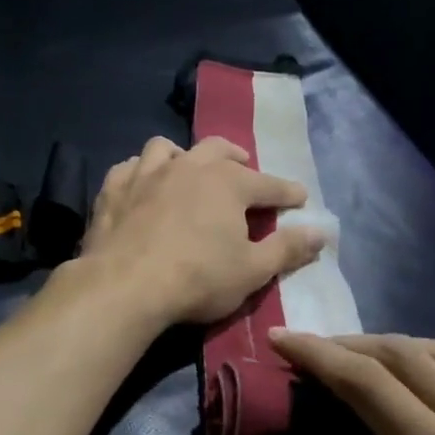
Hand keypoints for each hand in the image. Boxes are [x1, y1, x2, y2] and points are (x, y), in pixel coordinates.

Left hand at [78, 136, 324, 327]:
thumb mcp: (252, 271)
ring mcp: (146, 174)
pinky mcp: (113, 189)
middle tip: (243, 168)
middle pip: (217, 150)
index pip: (267, 184)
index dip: (286, 192)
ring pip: (167, 149)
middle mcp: (188, 167)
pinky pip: (129, 167)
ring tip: (188, 169)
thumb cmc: (197, 279)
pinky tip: (142, 184)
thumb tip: (321, 232)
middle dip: (235, 158)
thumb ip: (287, 249)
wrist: (124, 286)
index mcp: (227, 183)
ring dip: (183, 156)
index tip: (299, 197)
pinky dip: (140, 171)